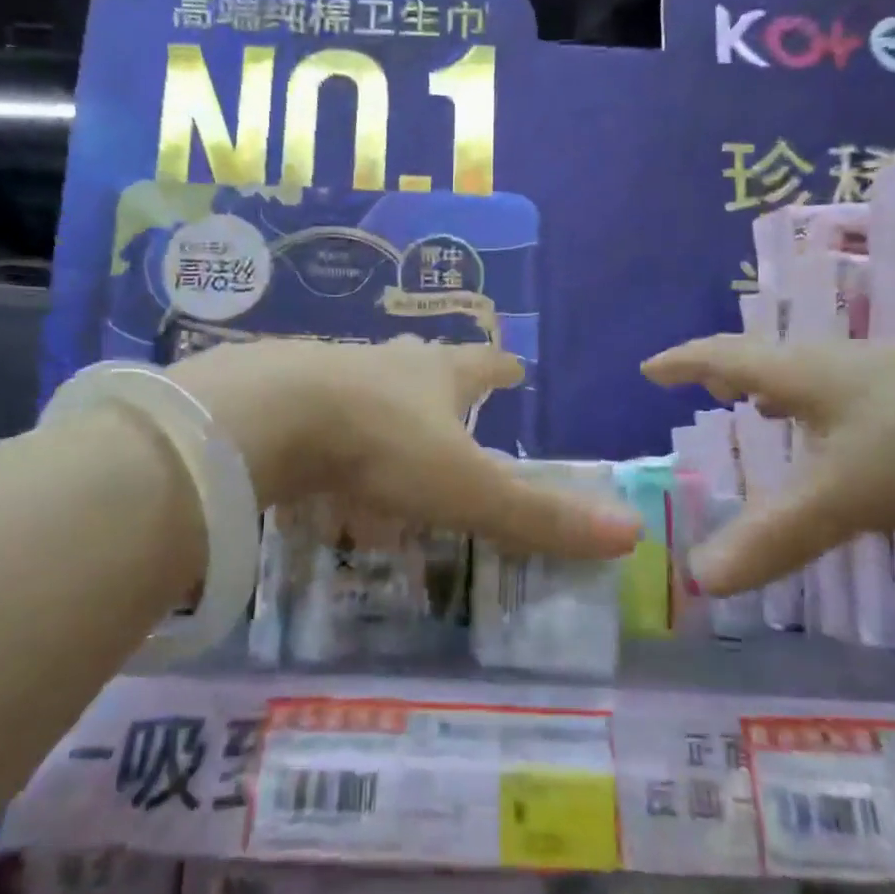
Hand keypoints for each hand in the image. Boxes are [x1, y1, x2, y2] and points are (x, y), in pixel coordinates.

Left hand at [167, 338, 641, 559]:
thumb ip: (538, 515)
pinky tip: (312, 456)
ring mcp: (327, 370)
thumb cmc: (380, 446)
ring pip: (365, 381)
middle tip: (448, 398)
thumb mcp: (465, 488)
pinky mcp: (278, 391)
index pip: (482, 364)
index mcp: (436, 375)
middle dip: (439, 375)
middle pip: (422, 361)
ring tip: (382, 431)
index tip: (514, 368)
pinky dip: (323, 428)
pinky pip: (312, 408)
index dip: (501, 368)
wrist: (265, 415)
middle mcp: (386, 362)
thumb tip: (629, 532)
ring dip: (380, 400)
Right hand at [642, 333, 894, 593]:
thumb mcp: (843, 492)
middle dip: (728, 375)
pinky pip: (853, 398)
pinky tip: (845, 437)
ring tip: (761, 412)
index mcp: (800, 375)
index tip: (649, 368)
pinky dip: (825, 411)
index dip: (682, 363)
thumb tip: (699, 578)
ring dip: (777, 392)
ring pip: (813, 380)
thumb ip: (772, 535)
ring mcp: (886, 376)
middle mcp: (835, 366)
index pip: (722, 357)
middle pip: (766, 363)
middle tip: (705, 390)